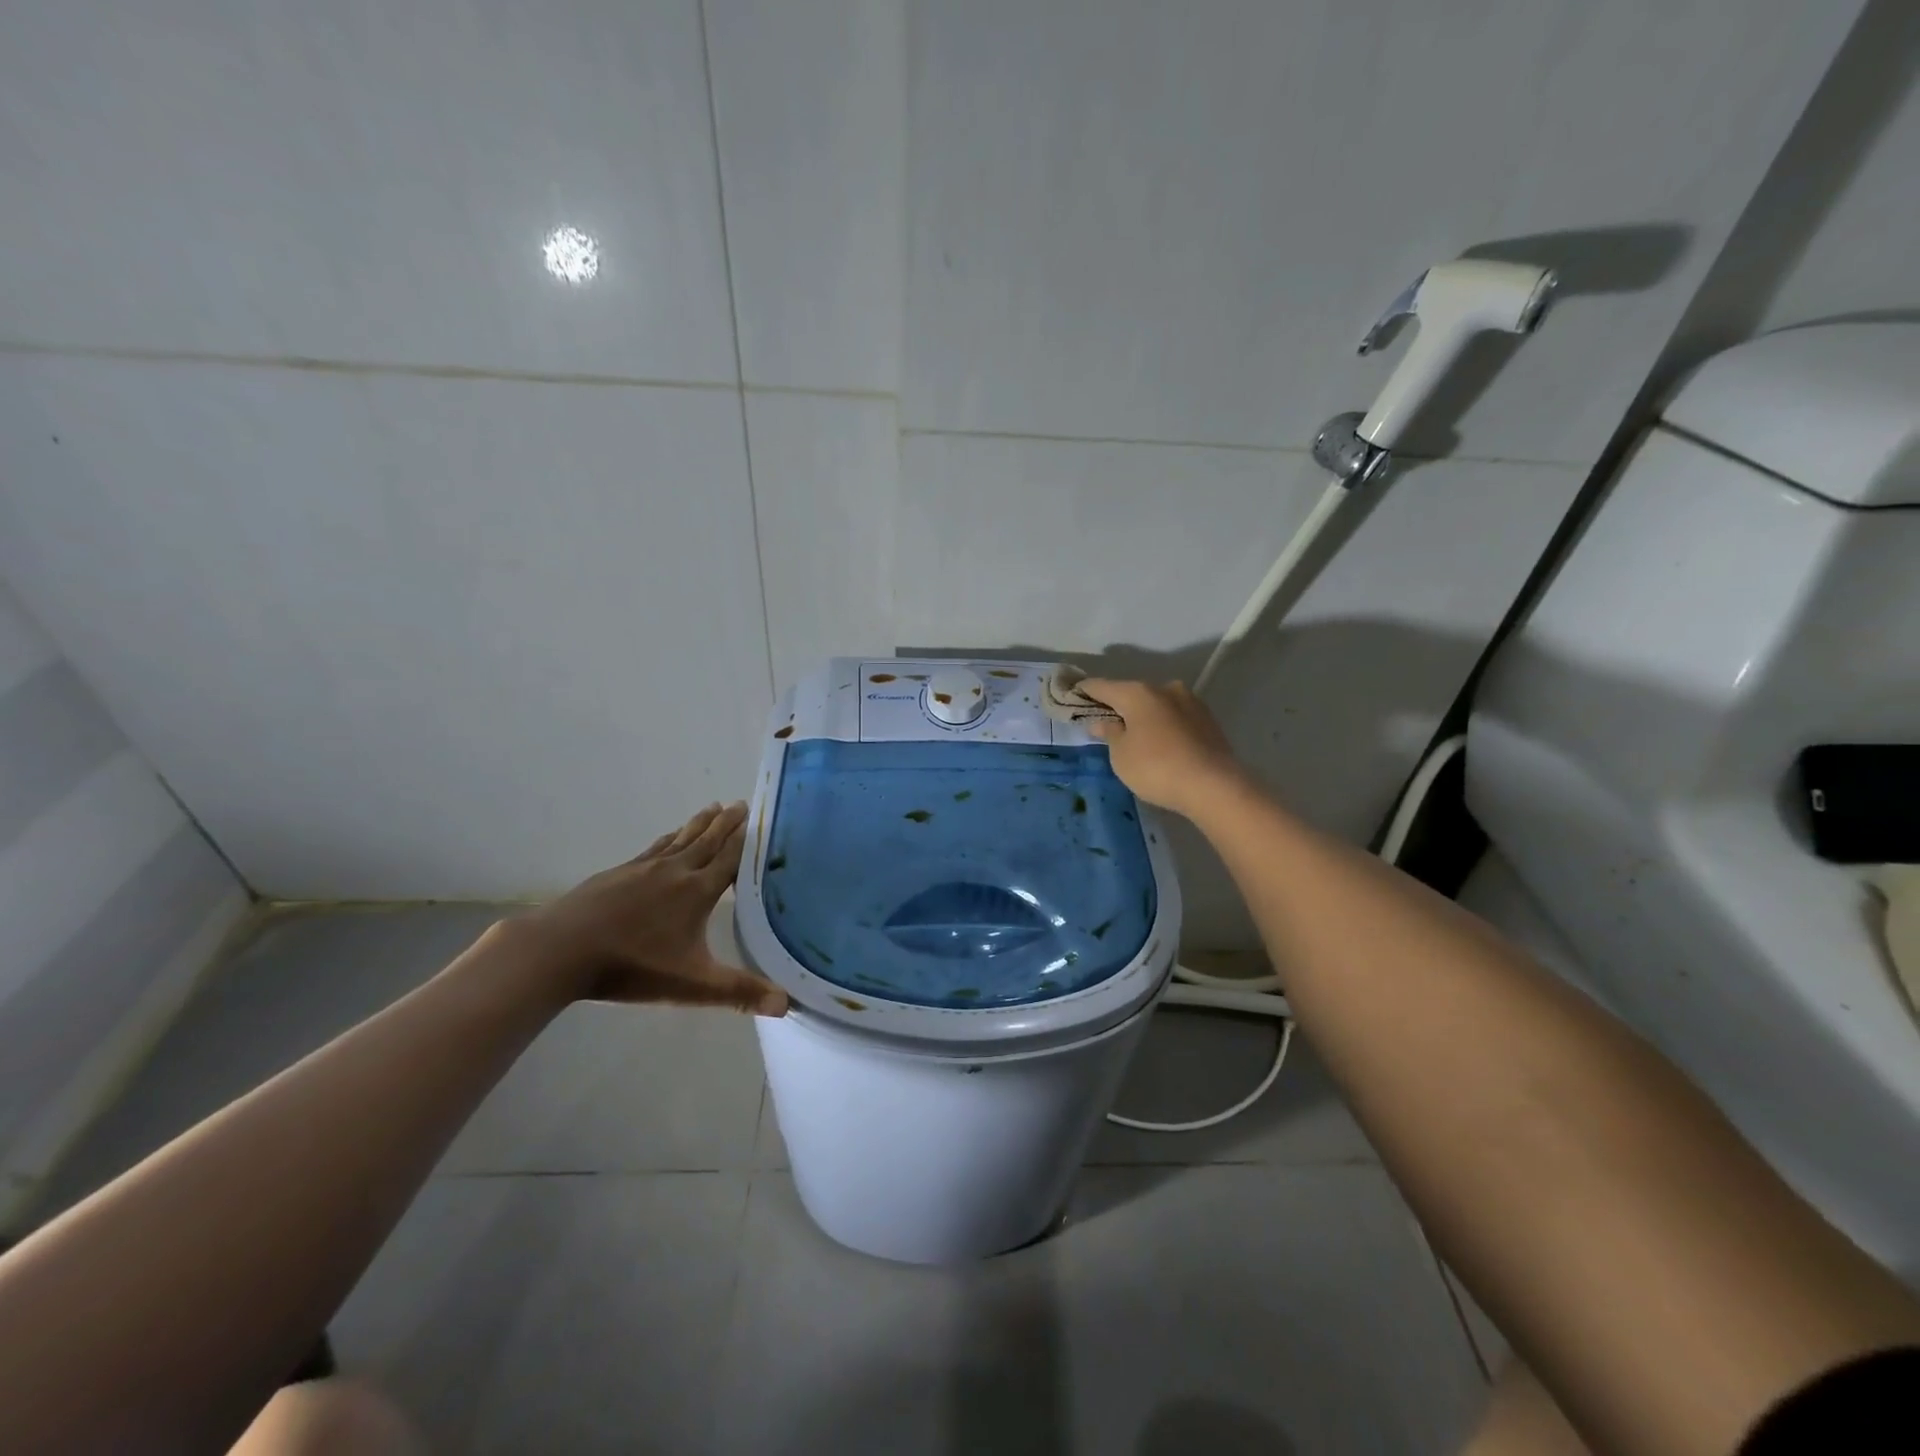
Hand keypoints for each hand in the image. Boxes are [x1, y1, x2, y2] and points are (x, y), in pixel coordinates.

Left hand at [518, 802, 787, 1015]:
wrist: (561, 949)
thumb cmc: (632, 966)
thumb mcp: (692, 985)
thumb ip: (739, 992)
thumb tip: (786, 1004)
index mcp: (697, 892)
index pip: (729, 859)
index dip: (745, 840)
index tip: (758, 819)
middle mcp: (675, 871)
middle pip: (707, 841)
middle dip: (726, 824)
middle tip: (740, 804)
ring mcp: (643, 868)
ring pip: (680, 839)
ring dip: (699, 824)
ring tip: (712, 808)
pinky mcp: (617, 873)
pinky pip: (653, 848)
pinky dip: (668, 838)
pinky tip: (667, 839)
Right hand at [1076, 678, 1247, 819]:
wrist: (1214, 786)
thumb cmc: (1156, 768)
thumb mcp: (1121, 755)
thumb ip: (1110, 734)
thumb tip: (1103, 722)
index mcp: (1138, 693)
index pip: (1102, 686)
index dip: (1085, 691)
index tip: (1072, 695)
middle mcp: (1165, 688)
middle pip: (1131, 693)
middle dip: (1117, 705)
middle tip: (1103, 721)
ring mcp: (1190, 702)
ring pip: (1156, 704)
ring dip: (1143, 716)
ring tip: (1133, 735)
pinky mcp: (1207, 720)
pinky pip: (1174, 718)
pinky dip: (1162, 725)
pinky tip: (1159, 742)